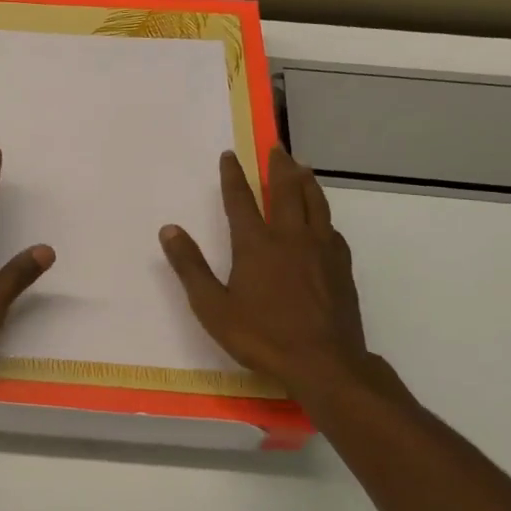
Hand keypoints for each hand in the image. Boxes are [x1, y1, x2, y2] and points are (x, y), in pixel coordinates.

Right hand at [160, 147, 374, 410]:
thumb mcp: (213, 307)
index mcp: (256, 244)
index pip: (240, 199)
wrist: (324, 363)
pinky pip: (332, 228)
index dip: (233, 175)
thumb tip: (169, 229)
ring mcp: (321, 250)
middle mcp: (290, 237)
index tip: (230, 154)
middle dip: (278, 166)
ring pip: (315, 203)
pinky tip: (324, 220)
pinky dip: (323, 215)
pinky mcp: (341, 266)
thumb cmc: (262, 336)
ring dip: (306, 181)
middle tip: (276, 147)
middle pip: (286, 191)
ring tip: (301, 167)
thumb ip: (190, 266)